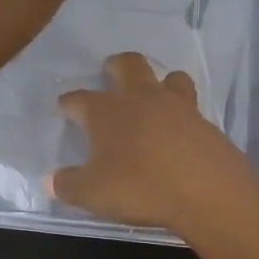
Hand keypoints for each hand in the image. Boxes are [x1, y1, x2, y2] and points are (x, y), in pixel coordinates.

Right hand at [51, 52, 258, 233]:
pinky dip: (183, 115)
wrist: (207, 190)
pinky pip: (191, 107)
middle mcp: (140, 99)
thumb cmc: (140, 187)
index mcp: (107, 111)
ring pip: (169, 77)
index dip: (69, 102)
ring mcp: (177, 106)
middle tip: (110, 72)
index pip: (79, 98)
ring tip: (155, 96)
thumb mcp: (92, 194)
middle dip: (116, 65)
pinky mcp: (205, 122)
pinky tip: (180, 132)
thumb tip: (52, 180)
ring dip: (160, 82)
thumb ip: (68, 185)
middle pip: (128, 64)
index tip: (65, 108)